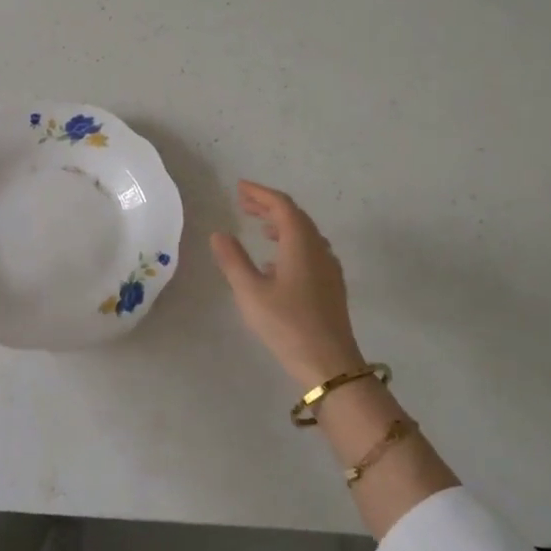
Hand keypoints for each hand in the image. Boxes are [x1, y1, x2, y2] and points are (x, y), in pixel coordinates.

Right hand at [210, 181, 365, 389]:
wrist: (329, 363)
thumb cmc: (287, 324)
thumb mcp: (250, 292)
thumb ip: (233, 259)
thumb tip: (219, 234)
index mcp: (300, 243)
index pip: (281, 206)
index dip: (260, 193)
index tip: (239, 187)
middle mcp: (319, 248)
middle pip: (295, 217)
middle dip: (269, 207)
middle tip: (243, 203)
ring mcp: (329, 268)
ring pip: (305, 234)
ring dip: (281, 225)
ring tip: (259, 228)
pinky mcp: (331, 286)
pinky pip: (310, 251)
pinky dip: (290, 244)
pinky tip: (275, 263)